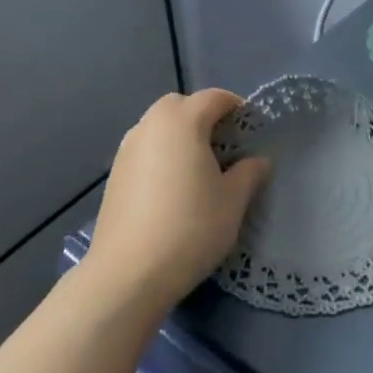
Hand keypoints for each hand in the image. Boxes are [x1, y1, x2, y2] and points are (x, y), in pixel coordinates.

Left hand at [85, 89, 270, 314]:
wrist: (128, 275)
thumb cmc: (190, 228)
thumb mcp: (233, 201)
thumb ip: (249, 173)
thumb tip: (258, 160)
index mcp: (182, 121)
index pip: (215, 98)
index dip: (238, 108)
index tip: (253, 132)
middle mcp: (150, 125)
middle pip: (181, 105)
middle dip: (204, 117)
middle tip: (225, 147)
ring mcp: (127, 150)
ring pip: (159, 127)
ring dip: (181, 136)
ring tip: (199, 169)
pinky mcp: (114, 175)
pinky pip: (145, 150)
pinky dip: (162, 156)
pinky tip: (173, 190)